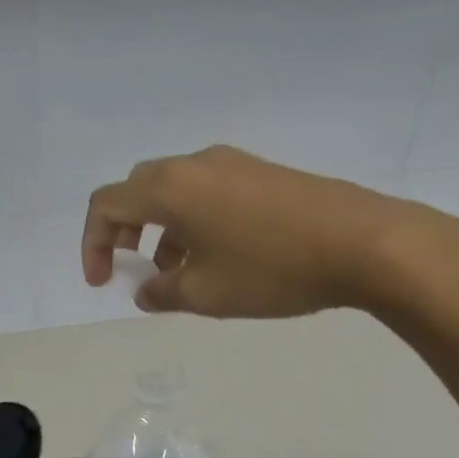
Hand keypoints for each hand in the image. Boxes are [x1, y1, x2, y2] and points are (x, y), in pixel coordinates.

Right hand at [82, 145, 458, 320]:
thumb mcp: (206, 294)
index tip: (103, 282)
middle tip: (132, 267)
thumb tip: (147, 291)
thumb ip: (162, 293)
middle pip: (138, 189)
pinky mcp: (263, 172)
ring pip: (176, 191)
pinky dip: (195, 221)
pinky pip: (209, 191)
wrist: (366, 242)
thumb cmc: (272, 269)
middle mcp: (195, 164)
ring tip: (180, 274)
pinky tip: (221, 256)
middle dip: (124, 230)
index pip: (106, 204)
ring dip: (163, 229)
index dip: (92, 243)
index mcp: (170, 187)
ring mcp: (233, 163)